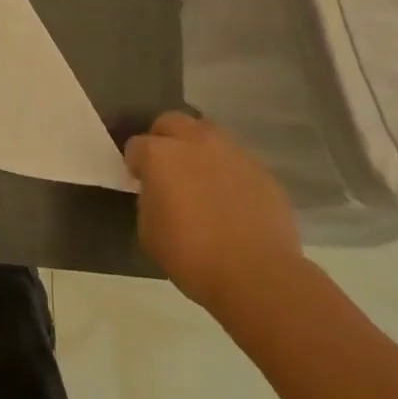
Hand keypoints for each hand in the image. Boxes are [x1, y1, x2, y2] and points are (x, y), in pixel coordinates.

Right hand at [126, 111, 304, 314]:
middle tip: (167, 167)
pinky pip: (237, 161)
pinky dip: (229, 171)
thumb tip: (157, 192)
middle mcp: (194, 142)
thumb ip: (148, 200)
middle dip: (164, 138)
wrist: (258, 276)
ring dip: (199, 148)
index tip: (140, 181)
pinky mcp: (262, 171)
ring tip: (202, 177)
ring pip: (208, 133)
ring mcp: (232, 153)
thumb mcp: (149, 231)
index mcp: (160, 154)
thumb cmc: (192, 256)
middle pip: (172, 122)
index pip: (136, 145)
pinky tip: (232, 198)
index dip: (135, 164)